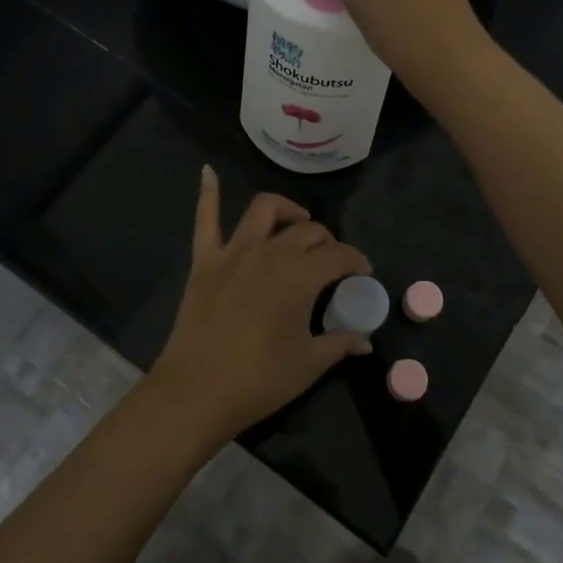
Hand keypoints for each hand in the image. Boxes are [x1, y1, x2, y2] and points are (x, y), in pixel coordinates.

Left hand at [148, 167, 372, 444]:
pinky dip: (207, 192)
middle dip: (326, 241)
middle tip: (332, 261)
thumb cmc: (259, 380)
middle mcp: (270, 252)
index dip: (356, 261)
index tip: (364, 273)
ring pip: (264, 210)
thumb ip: (340, 343)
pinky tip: (207, 172)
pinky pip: (205, 219)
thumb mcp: (309, 364)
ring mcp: (233, 252)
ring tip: (297, 222)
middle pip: (306, 232)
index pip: (338, 256)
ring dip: (286, 210)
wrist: (197, 391)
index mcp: (300, 276)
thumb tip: (365, 339)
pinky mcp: (205, 260)